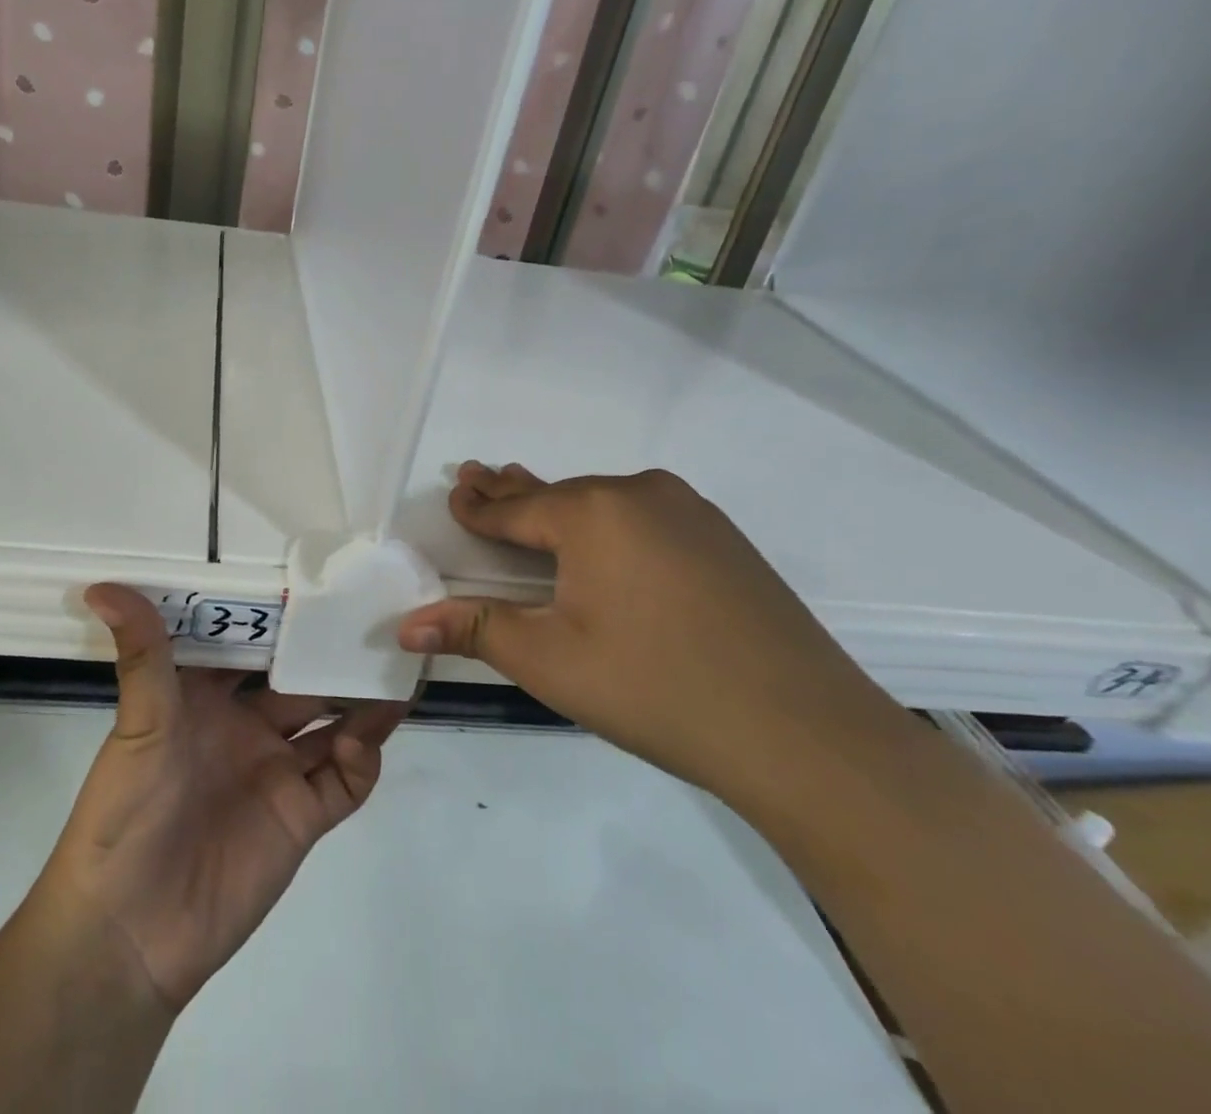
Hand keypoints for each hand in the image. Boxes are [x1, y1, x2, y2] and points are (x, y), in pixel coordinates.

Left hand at [35, 584, 410, 1012]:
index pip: (248, 644)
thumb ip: (142, 654)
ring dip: (359, 698)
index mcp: (204, 699)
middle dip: (328, 653)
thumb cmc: (126, 813)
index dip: (277, 615)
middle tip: (370, 614)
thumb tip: (102, 586)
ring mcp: (276, 771)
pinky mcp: (301, 817)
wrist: (130, 932)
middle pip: (297, 680)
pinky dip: (364, 755)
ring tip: (393, 662)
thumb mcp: (138, 724)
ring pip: (330, 723)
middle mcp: (244, 727)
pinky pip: (345, 779)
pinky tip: (371, 731)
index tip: (312, 576)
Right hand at [397, 464, 912, 808]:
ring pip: (604, 503)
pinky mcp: (724, 539)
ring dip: (562, 506)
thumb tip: (404, 626)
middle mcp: (639, 493)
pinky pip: (644, 518)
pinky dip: (609, 523)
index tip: (454, 492)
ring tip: (530, 497)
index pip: (514, 508)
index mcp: (591, 512)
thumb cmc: (655, 689)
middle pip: (557, 494)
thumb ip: (474, 629)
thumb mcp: (549, 660)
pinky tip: (605, 539)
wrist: (806, 734)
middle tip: (477, 475)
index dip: (478, 507)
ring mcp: (690, 511)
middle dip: (513, 492)